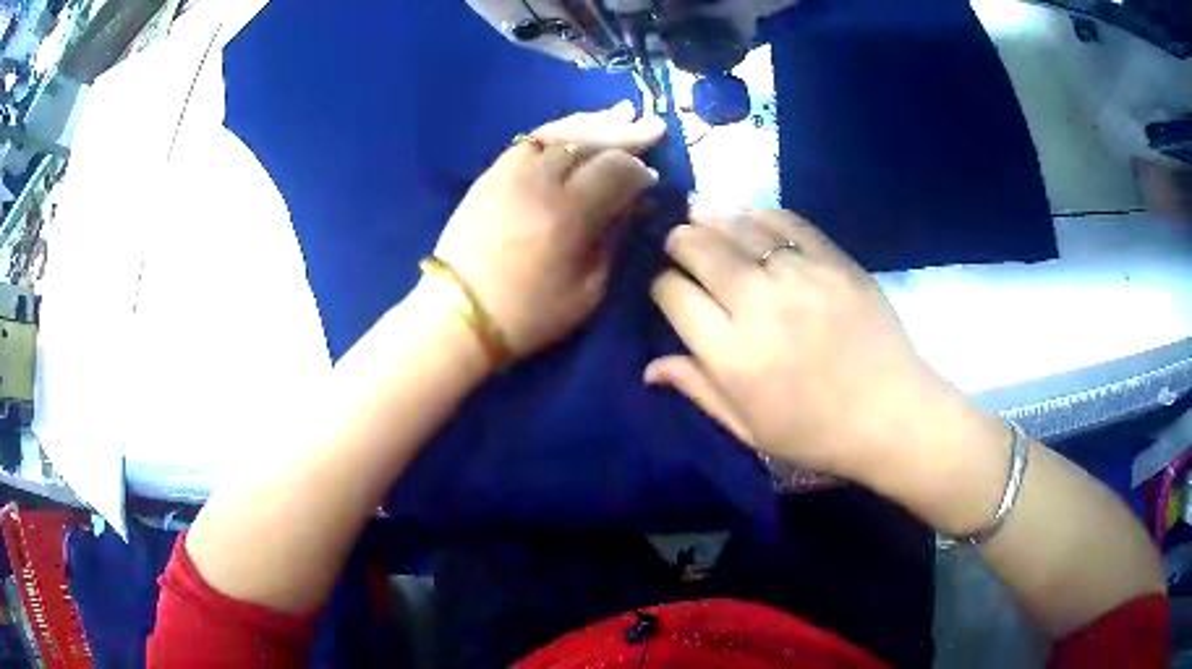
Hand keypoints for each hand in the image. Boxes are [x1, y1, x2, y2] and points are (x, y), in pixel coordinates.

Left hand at [432, 102, 665, 357]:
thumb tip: (632, 204)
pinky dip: (559, 130)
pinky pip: (531, 139)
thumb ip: (612, 239)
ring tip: (620, 114)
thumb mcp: (587, 290)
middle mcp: (540, 181)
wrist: (459, 313)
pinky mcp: (491, 173)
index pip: (615, 169)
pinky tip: (575, 130)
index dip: (639, 169)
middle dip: (625, 132)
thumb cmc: (528, 313)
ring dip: (594, 122)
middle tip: (651, 126)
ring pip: (559, 131)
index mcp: (568, 214)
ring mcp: (510, 171)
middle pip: (589, 140)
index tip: (652, 178)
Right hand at [646, 210, 986, 485]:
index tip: (666, 288)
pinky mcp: (834, 261)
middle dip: (678, 240)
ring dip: (713, 219)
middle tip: (677, 243)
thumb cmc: (817, 433)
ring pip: (738, 226)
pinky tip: (752, 219)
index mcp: (733, 355)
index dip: (660, 285)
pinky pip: (787, 221)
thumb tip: (649, 367)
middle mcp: (759, 306)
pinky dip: (760, 215)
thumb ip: (698, 390)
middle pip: (699, 248)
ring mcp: (800, 277)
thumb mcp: (749, 429)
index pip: (673, 294)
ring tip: (703, 218)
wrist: (893, 415)